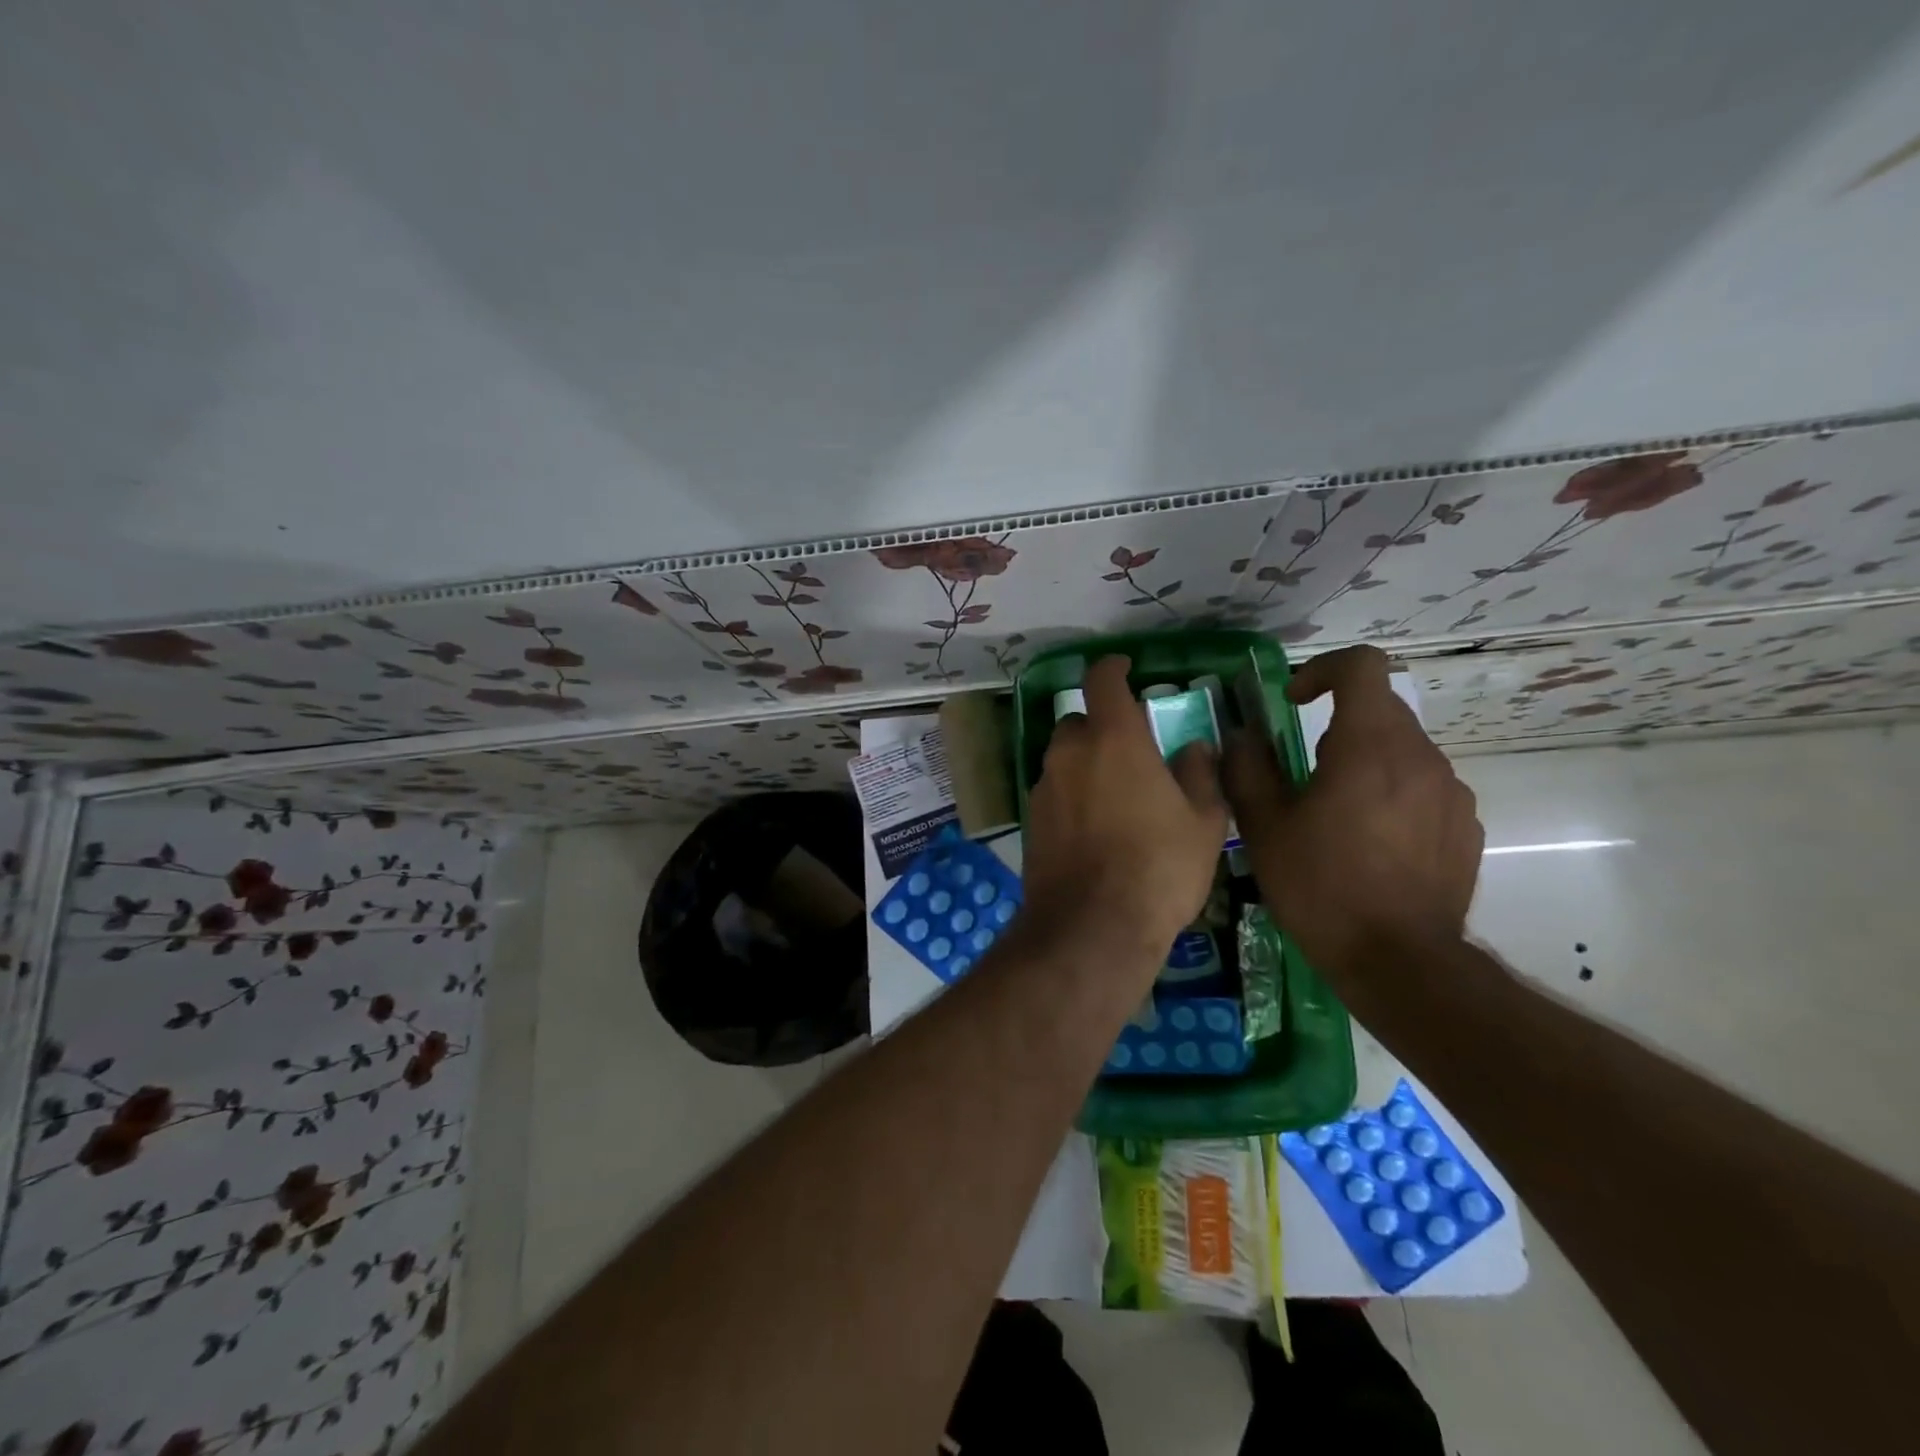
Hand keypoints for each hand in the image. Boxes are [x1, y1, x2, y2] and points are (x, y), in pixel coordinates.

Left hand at [1022, 656, 1226, 970]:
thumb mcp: (1204, 821)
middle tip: (1132, 751)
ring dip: (1086, 764)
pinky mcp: (1030, 821)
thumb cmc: (1159, 868)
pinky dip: (1072, 795)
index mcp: (1113, 740)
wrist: (1092, 927)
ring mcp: (1044, 788)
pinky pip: (1054, 792)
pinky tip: (1094, 828)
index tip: (1125, 666)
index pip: (1102, 680)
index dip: (1113, 667)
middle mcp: (1069, 754)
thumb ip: (1199, 774)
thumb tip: (1193, 747)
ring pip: (1064, 759)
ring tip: (1116, 795)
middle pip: (1080, 722)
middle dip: (1103, 727)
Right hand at [1223, 645, 1482, 987]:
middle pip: (1380, 708)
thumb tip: (1242, 736)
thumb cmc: (1321, 886)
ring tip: (1336, 814)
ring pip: (1402, 750)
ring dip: (1365, 761)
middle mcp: (1420, 756)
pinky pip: (1424, 787)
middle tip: (1302, 771)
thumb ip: (1247, 768)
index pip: (1362, 666)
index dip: (1322, 670)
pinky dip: (1393, 793)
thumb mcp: (1264, 827)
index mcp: (1368, 745)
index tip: (1293, 702)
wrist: (1399, 961)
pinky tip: (1371, 842)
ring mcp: (1451, 792)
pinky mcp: (1465, 826)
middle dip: (1336, 723)